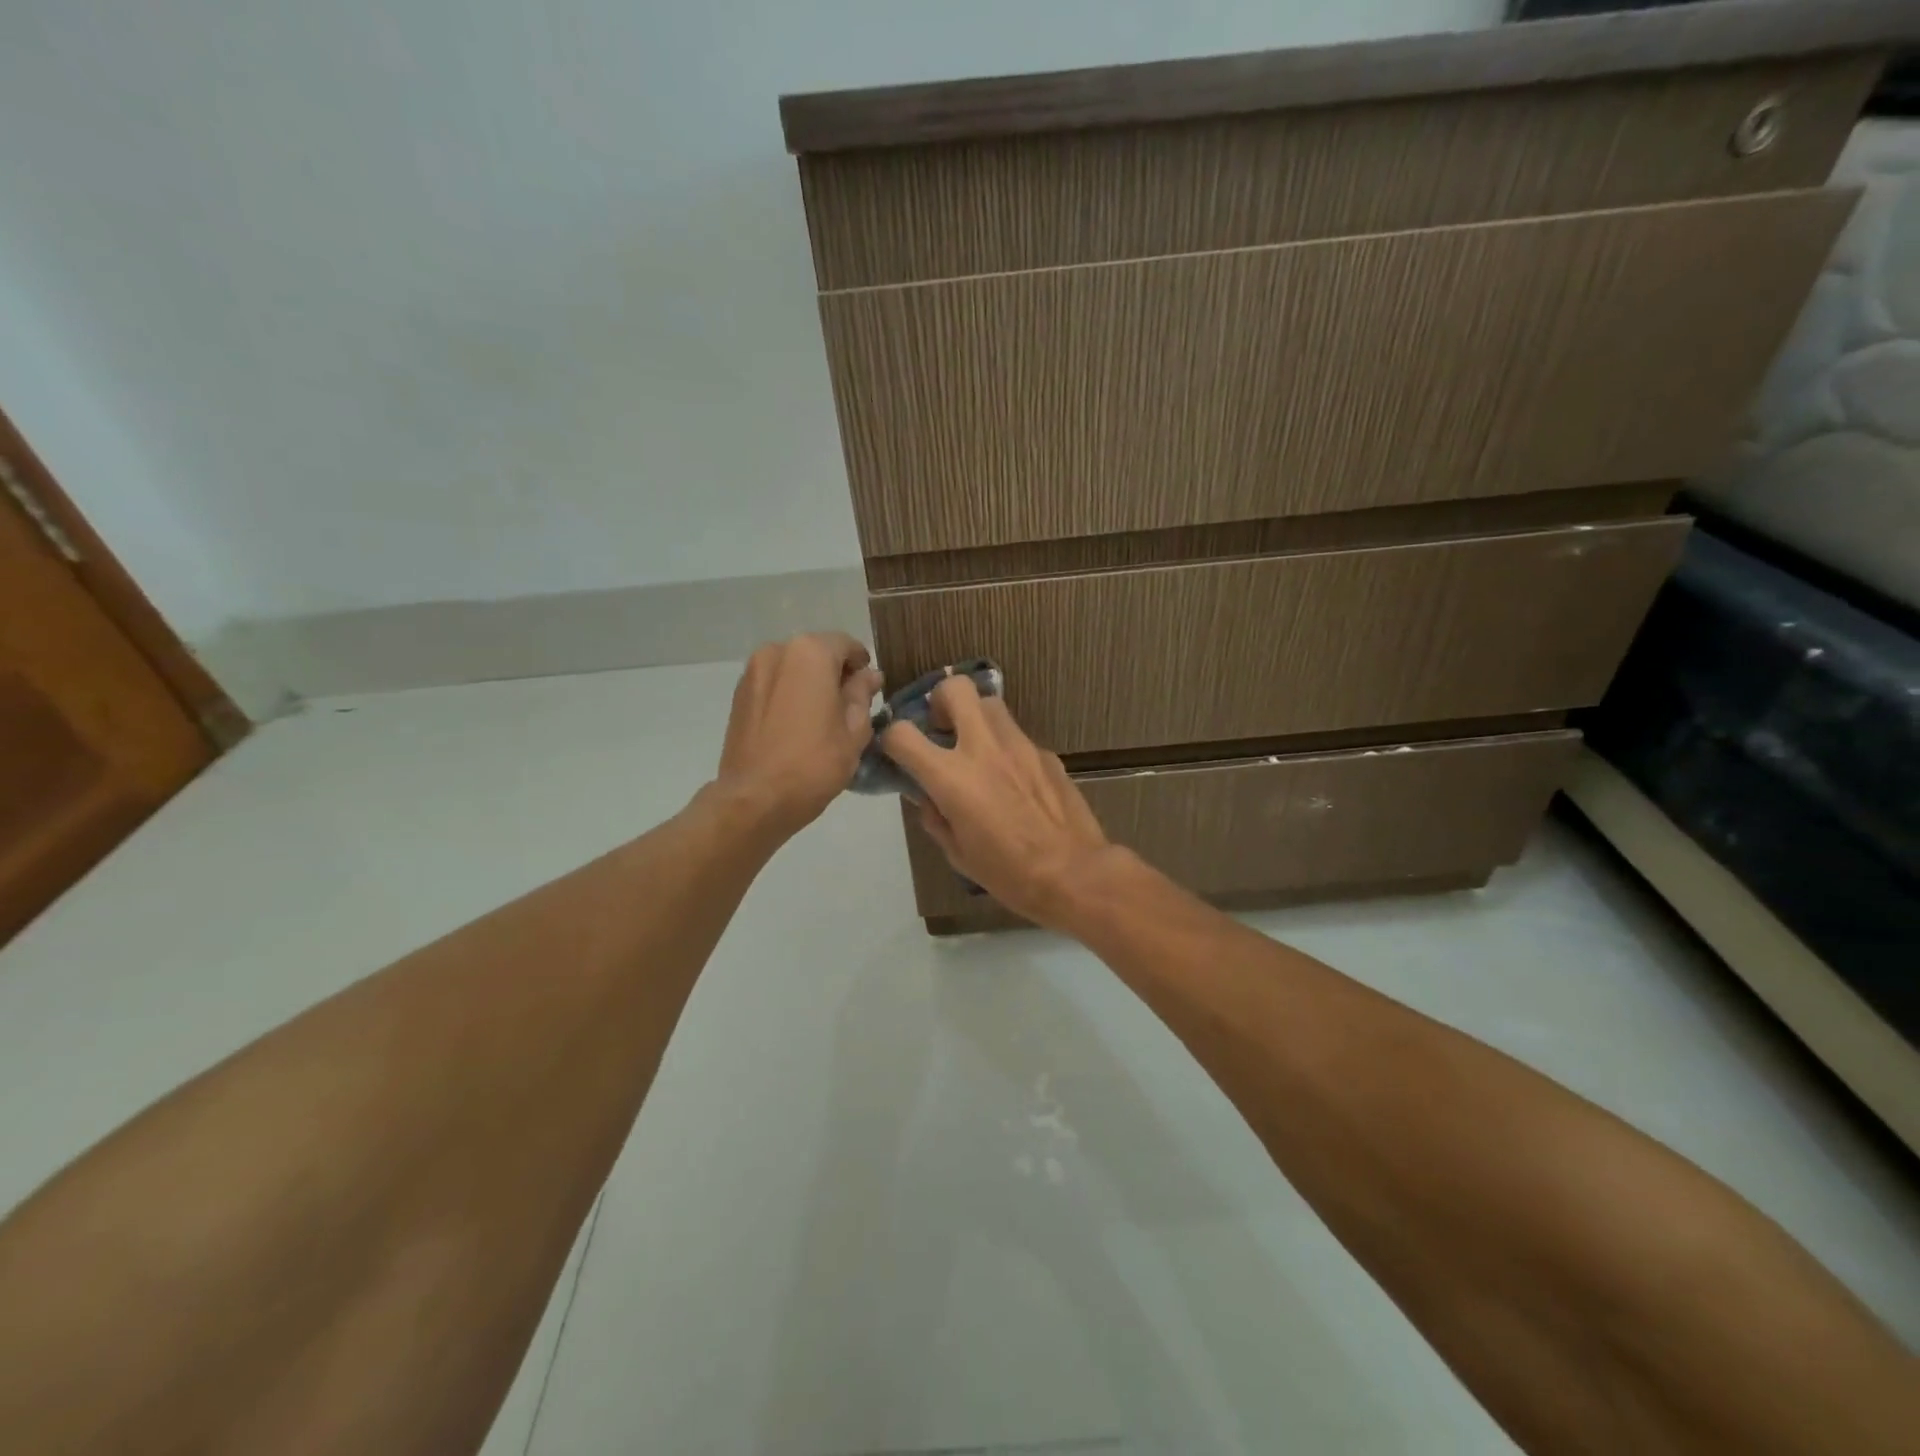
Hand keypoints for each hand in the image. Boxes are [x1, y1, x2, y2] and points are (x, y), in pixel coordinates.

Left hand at [715, 633, 882, 837]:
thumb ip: (862, 694)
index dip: (862, 666)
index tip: (870, 692)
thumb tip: (869, 675)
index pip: (846, 645)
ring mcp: (752, 672)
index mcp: (810, 653)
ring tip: (820, 721)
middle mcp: (777, 651)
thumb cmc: (814, 763)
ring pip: (793, 668)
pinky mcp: (738, 695)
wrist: (755, 799)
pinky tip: (796, 727)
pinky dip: (788, 695)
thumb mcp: (854, 730)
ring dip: (810, 684)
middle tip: (848, 709)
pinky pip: (774, 685)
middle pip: (817, 653)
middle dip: (834, 674)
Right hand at [880, 676, 1117, 927]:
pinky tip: (1013, 779)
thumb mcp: (957, 854)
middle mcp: (983, 748)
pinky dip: (1005, 747)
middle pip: (956, 689)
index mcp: (952, 777)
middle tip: (942, 728)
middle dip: (940, 700)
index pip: (902, 734)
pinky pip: (1016, 736)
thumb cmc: (1009, 874)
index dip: (891, 738)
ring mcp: (1019, 745)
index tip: (897, 751)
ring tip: (977, 748)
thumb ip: (935, 817)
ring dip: (975, 717)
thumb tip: (928, 798)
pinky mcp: (1045, 753)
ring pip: (990, 703)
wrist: (1074, 873)